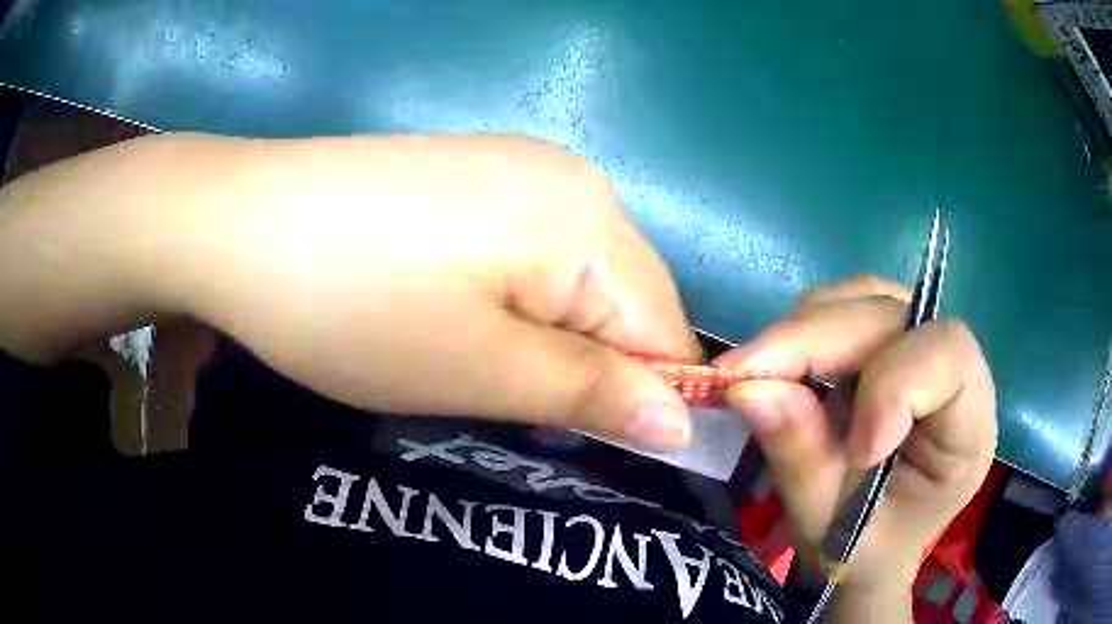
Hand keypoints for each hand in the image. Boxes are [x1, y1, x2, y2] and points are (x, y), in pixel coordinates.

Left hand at [151, 133, 700, 447]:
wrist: (240, 224)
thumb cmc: (354, 307)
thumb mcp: (480, 370)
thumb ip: (594, 394)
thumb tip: (683, 422)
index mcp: (589, 219)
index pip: (667, 332)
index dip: (644, 401)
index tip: (590, 448)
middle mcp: (572, 177)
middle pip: (628, 300)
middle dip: (595, 367)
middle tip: (521, 410)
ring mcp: (521, 166)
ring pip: (581, 277)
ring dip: (556, 335)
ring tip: (486, 364)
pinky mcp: (477, 171)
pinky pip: (537, 248)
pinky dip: (524, 298)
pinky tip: (465, 308)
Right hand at [717, 276, 996, 597]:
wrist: (870, 550)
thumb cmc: (864, 552)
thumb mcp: (830, 526)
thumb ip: (799, 458)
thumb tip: (747, 386)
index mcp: (968, 429)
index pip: (950, 356)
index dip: (894, 385)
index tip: (852, 450)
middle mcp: (953, 373)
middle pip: (895, 314)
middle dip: (818, 340)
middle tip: (743, 374)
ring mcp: (917, 349)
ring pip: (866, 299)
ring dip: (805, 329)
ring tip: (761, 372)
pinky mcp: (887, 342)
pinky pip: (846, 307)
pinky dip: (805, 329)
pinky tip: (782, 365)